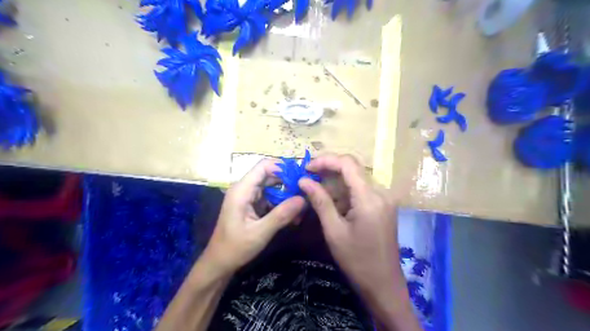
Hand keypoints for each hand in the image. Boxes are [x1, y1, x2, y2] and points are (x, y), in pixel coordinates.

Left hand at [201, 160, 304, 276]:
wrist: (219, 263)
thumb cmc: (235, 248)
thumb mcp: (260, 233)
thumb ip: (281, 215)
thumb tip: (303, 199)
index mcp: (242, 190)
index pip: (263, 166)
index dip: (283, 167)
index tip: (301, 177)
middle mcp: (245, 188)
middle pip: (270, 175)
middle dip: (289, 182)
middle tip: (306, 193)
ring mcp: (248, 196)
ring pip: (272, 186)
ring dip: (287, 195)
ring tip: (302, 207)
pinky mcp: (252, 205)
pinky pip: (270, 197)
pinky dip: (282, 204)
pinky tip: (293, 216)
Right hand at [300, 156, 405, 296]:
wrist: (384, 285)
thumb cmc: (357, 261)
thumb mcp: (334, 231)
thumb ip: (320, 201)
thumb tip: (304, 181)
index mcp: (369, 197)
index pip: (347, 164)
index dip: (325, 161)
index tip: (306, 168)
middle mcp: (381, 192)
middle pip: (353, 168)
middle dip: (329, 170)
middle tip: (308, 179)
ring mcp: (384, 198)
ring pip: (356, 178)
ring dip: (335, 182)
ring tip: (316, 192)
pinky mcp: (383, 205)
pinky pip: (362, 190)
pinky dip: (345, 192)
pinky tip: (332, 203)